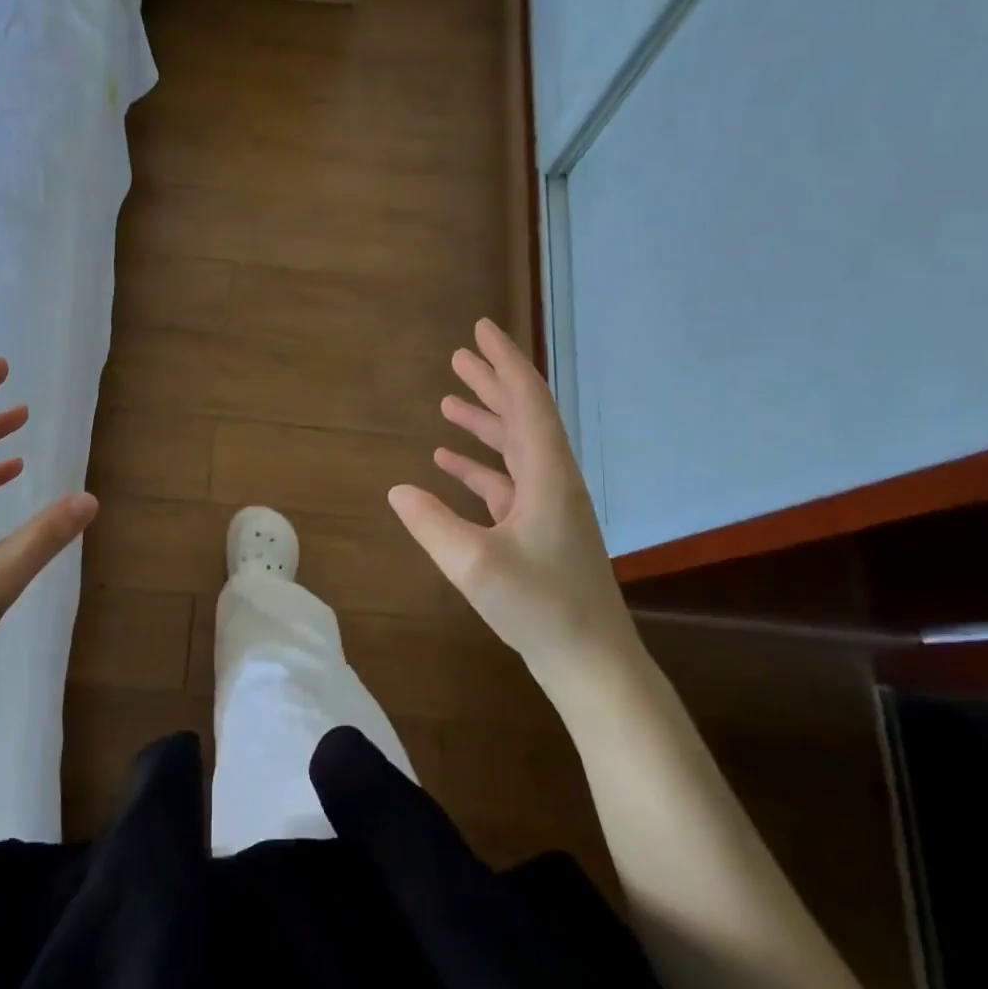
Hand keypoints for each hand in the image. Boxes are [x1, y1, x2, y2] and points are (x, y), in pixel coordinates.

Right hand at [388, 319, 639, 676]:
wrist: (589, 658)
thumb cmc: (538, 606)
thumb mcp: (474, 563)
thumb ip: (431, 523)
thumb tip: (398, 491)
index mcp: (548, 475)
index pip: (527, 401)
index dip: (503, 363)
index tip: (481, 330)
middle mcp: (553, 481)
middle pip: (522, 417)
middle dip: (492, 383)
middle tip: (460, 356)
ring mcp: (548, 506)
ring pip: (514, 448)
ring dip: (484, 422)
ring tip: (449, 403)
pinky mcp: (539, 530)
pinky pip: (506, 482)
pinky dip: (478, 466)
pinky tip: (449, 464)